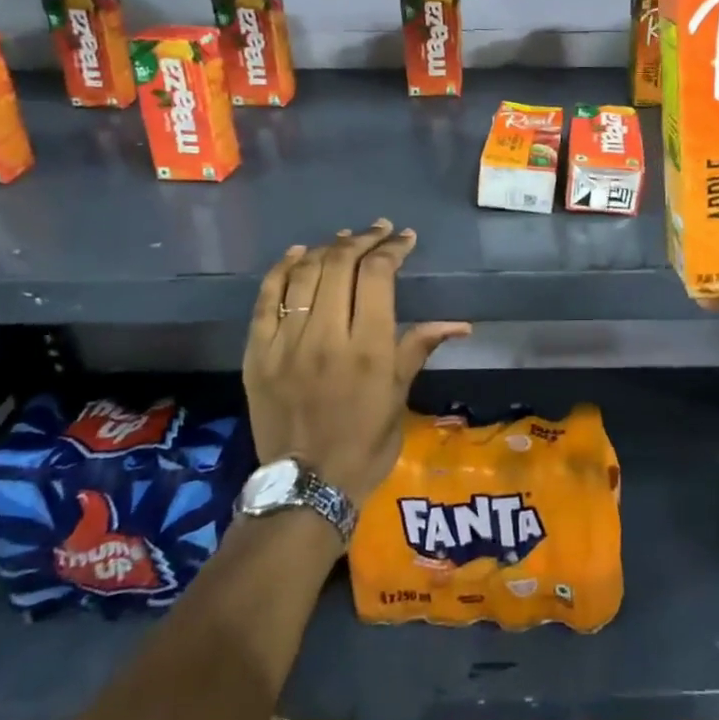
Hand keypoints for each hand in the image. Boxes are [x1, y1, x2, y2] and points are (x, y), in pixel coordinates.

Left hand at [243, 220, 470, 505]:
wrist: (306, 487)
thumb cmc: (365, 443)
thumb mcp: (399, 397)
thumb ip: (419, 348)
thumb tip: (460, 324)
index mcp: (367, 347)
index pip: (377, 275)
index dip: (392, 249)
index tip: (405, 239)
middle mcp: (325, 336)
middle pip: (339, 265)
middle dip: (362, 240)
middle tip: (379, 232)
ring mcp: (286, 343)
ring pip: (303, 275)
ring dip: (327, 249)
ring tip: (344, 240)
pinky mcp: (257, 354)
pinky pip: (266, 300)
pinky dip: (282, 270)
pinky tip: (298, 254)